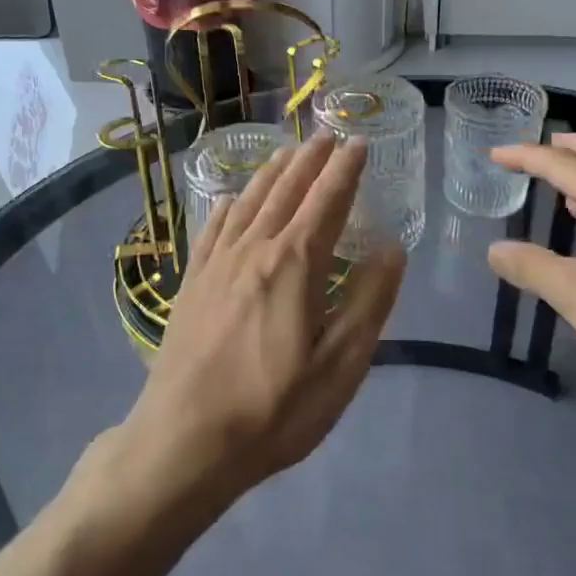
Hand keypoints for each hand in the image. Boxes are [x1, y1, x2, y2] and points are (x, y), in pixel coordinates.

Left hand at [119, 134, 405, 507]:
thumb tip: (391, 248)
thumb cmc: (273, 409)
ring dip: (271, 174)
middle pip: (286, 192)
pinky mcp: (191, 284)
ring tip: (286, 153)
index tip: (359, 143)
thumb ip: (368, 302)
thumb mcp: (340, 366)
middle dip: (310, 160)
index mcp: (294, 264)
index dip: (345, 170)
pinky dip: (227, 206)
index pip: (327, 201)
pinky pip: (212, 229)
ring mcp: (216, 265)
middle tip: (327, 136)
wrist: (185, 439)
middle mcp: (253, 250)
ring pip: (248, 202)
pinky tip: (229, 200)